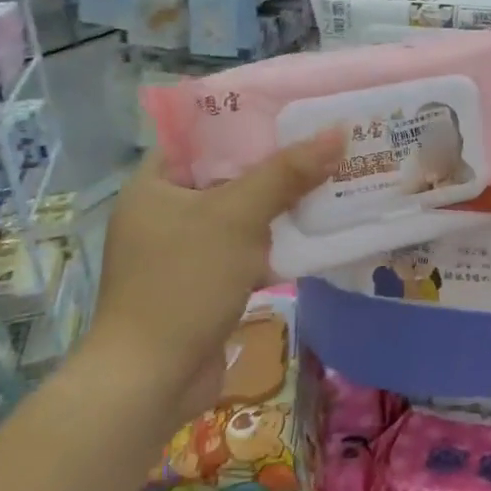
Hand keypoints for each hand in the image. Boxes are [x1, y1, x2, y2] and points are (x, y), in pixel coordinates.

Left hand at [87, 133, 343, 399]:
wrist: (153, 378)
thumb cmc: (185, 282)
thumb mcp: (238, 217)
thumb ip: (286, 173)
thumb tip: (337, 132)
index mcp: (155, 184)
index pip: (204, 136)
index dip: (250, 121)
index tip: (297, 111)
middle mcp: (165, 212)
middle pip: (229, 175)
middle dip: (278, 165)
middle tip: (326, 144)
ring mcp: (184, 251)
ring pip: (242, 214)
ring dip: (282, 206)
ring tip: (332, 181)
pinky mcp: (204, 283)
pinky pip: (245, 249)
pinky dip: (275, 243)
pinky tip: (314, 233)